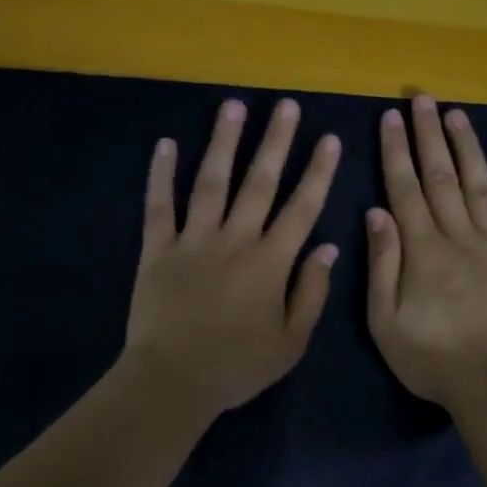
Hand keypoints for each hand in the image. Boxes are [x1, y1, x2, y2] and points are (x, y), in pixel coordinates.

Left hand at [123, 97, 341, 418]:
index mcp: (270, 262)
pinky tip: (165, 144)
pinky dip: (161, 174)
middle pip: (259, 182)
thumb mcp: (291, 342)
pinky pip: (159, 205)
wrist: (173, 381)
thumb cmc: (238, 367)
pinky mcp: (157, 249)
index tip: (329, 138)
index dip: (318, 171)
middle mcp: (234, 240)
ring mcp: (193, 240)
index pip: (301, 207)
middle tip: (285, 105)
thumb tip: (329, 248)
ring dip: (223, 142)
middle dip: (275, 141)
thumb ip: (312, 292)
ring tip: (233, 107)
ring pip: (211, 182)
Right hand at [366, 96, 486, 409]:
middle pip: (441, 176)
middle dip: (428, 135)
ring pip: (479, 185)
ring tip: (456, 114)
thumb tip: (376, 212)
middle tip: (421, 99)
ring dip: (467, 147)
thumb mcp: (385, 320)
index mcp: (422, 250)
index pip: (405, 189)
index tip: (390, 118)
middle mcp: (458, 236)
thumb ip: (382, 264)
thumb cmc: (431, 358)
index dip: (396, 151)